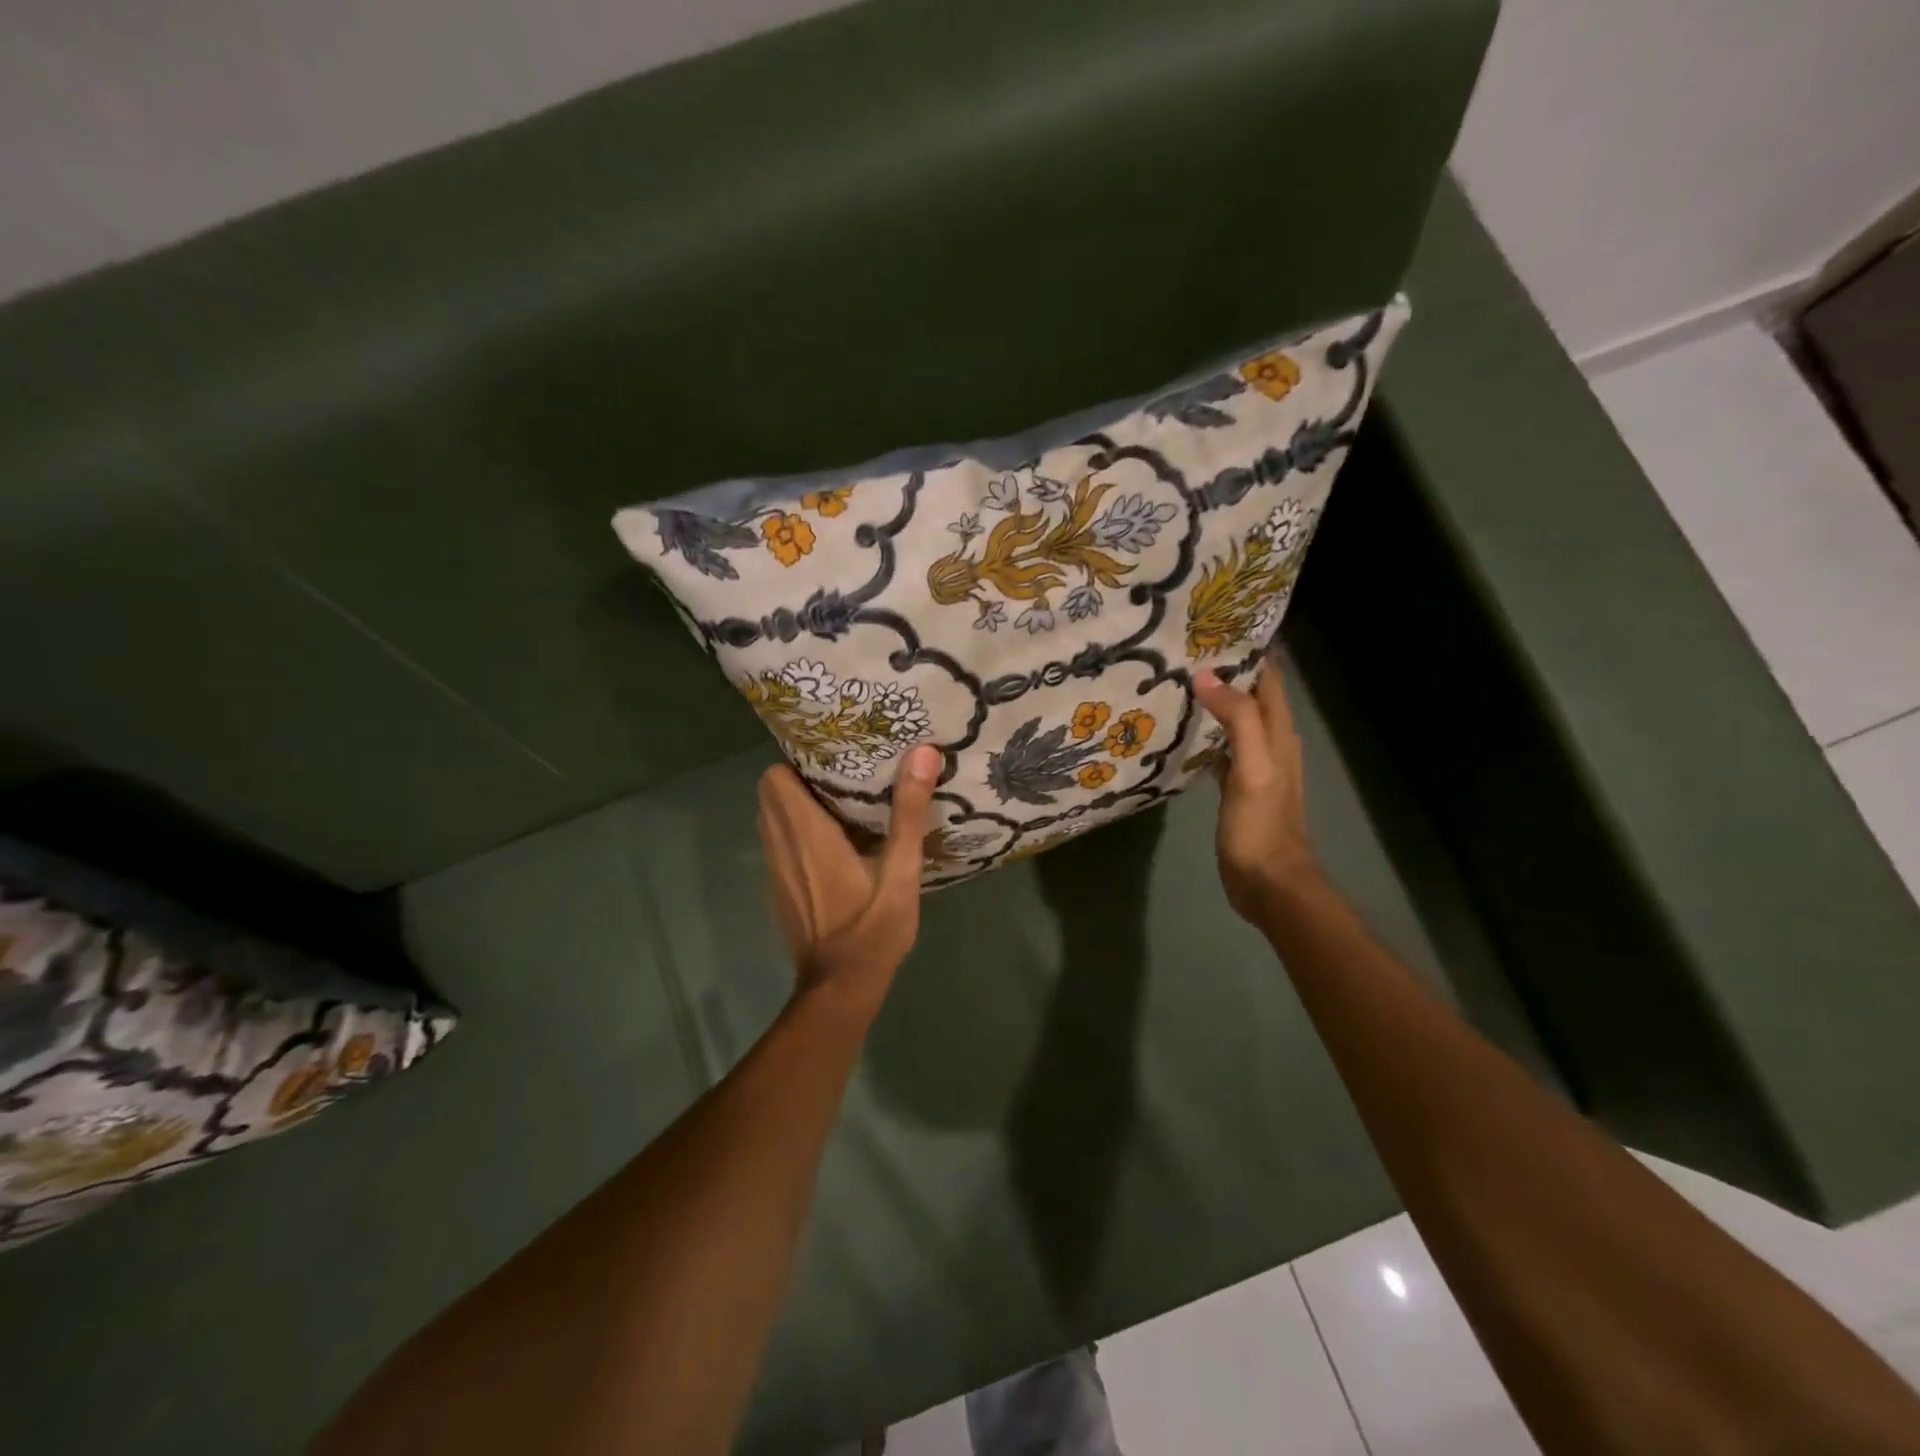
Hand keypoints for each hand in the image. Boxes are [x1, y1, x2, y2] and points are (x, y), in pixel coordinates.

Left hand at [756, 744, 939, 1017]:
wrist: (840, 988)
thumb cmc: (872, 929)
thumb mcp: (901, 872)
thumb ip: (908, 813)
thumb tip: (922, 752)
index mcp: (807, 834)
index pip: (775, 777)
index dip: (799, 762)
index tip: (834, 759)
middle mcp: (781, 846)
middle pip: (769, 793)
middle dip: (799, 779)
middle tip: (842, 778)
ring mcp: (775, 870)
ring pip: (771, 819)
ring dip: (796, 806)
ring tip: (839, 804)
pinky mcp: (779, 889)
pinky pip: (777, 844)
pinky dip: (795, 833)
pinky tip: (832, 846)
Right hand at [1192, 662, 1321, 925]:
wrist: (1270, 883)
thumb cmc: (1262, 826)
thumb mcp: (1253, 769)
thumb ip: (1238, 721)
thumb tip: (1208, 676)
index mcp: (1280, 735)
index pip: (1270, 680)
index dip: (1252, 651)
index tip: (1219, 626)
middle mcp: (1272, 744)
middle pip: (1254, 696)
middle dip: (1230, 670)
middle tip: (1190, 648)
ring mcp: (1255, 767)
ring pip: (1238, 721)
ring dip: (1218, 700)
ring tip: (1183, 680)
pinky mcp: (1238, 788)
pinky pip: (1223, 749)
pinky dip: (1208, 733)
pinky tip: (1186, 730)